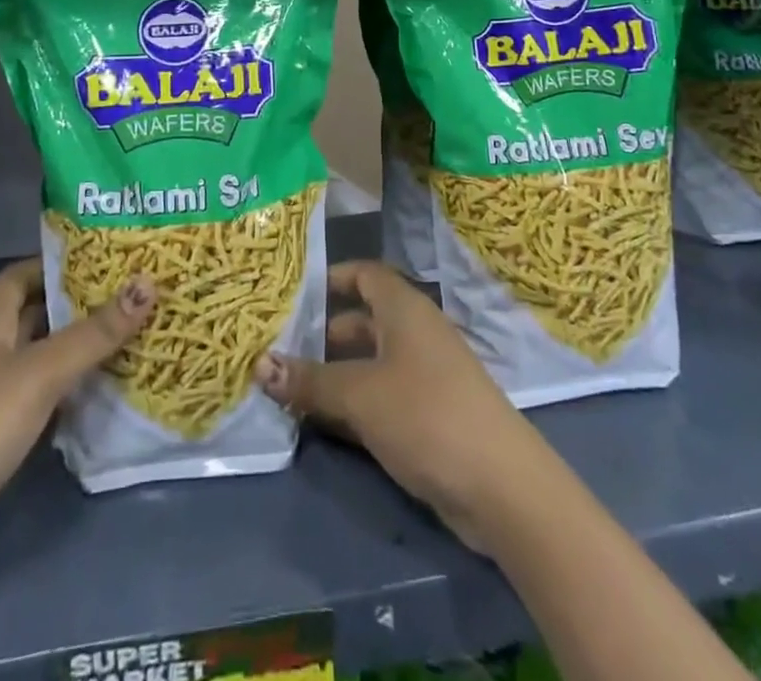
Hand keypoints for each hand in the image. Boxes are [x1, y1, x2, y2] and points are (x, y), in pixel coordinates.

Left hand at [0, 260, 154, 585]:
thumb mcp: (39, 373)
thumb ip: (94, 333)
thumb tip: (148, 283)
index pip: (20, 275)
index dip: (56, 262)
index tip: (104, 257)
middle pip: (34, 315)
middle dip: (78, 304)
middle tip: (132, 294)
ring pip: (39, 359)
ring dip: (77, 350)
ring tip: (130, 335)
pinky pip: (38, 400)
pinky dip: (67, 393)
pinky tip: (101, 393)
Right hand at [254, 261, 549, 551]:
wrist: (501, 486)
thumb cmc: (426, 414)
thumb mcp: (360, 394)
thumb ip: (310, 380)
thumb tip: (260, 364)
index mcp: (404, 309)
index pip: (364, 274)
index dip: (331, 278)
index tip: (292, 292)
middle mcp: (415, 333)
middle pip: (362, 321)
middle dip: (322, 334)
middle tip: (277, 347)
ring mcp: (424, 376)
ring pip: (368, 363)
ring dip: (332, 375)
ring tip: (286, 387)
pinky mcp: (428, 416)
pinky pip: (380, 397)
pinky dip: (351, 404)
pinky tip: (319, 423)